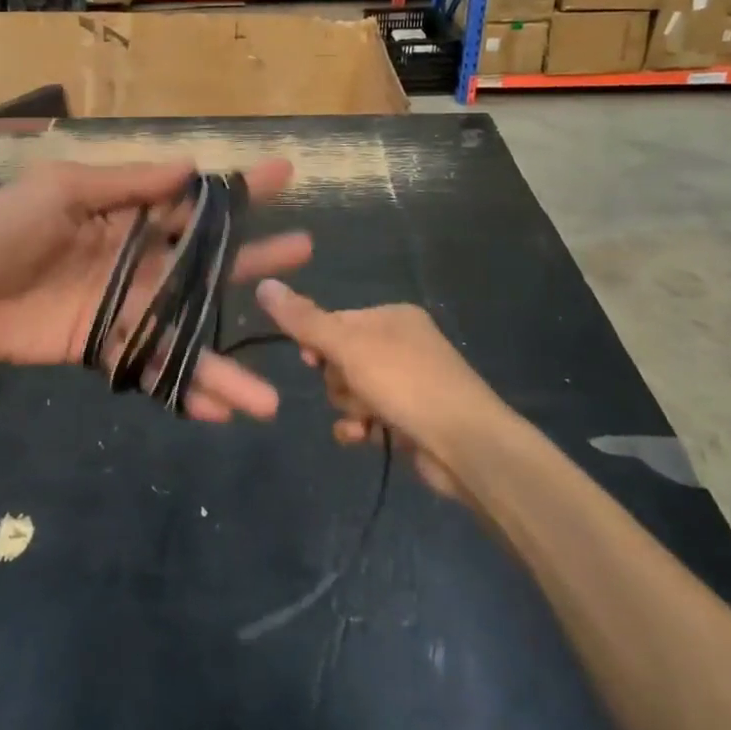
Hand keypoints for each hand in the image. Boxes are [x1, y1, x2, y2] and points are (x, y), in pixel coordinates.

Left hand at [0, 158, 310, 421]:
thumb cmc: (2, 227)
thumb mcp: (61, 188)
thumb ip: (125, 182)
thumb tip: (189, 168)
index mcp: (128, 214)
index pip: (194, 200)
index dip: (238, 189)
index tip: (284, 175)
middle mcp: (138, 260)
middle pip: (207, 262)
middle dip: (255, 257)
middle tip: (304, 252)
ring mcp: (125, 307)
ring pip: (188, 330)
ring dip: (229, 361)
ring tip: (275, 393)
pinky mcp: (105, 346)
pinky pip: (151, 368)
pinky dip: (183, 391)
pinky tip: (219, 413)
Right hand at [255, 280, 508, 498]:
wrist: (467, 446)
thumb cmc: (406, 383)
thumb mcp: (348, 346)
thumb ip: (304, 320)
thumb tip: (263, 284)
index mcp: (392, 317)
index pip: (335, 320)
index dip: (316, 341)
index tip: (310, 359)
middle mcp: (402, 344)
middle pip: (341, 358)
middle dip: (337, 380)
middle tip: (350, 390)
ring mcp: (409, 383)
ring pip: (351, 390)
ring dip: (348, 407)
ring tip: (365, 419)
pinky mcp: (411, 419)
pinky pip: (368, 417)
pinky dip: (361, 427)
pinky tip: (363, 438)